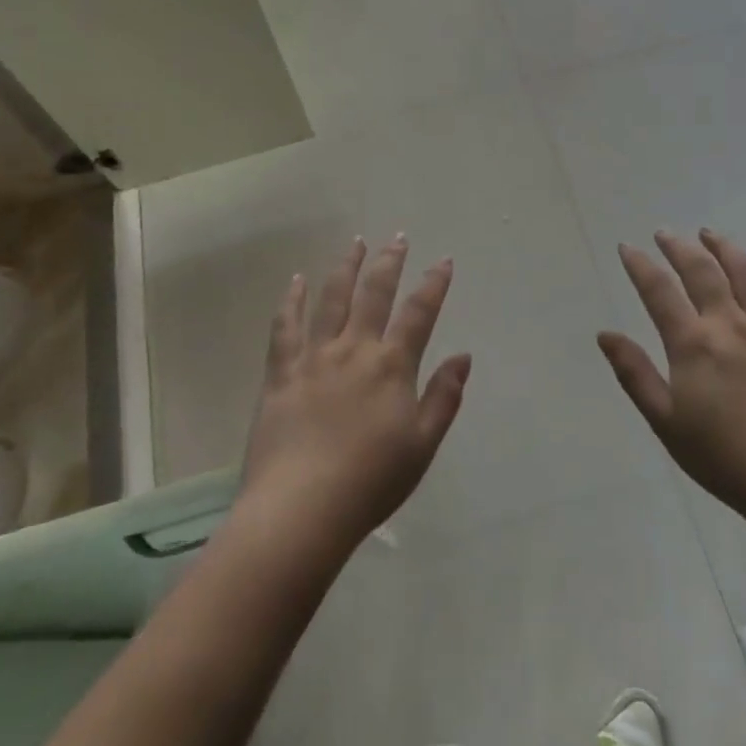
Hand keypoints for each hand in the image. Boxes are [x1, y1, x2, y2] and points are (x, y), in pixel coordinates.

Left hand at [239, 235, 469, 556]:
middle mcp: (354, 350)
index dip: (433, 284)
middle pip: (375, 294)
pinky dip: (291, 300)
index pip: (419, 313)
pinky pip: (285, 326)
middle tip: (398, 238)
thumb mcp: (422, 445)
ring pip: (332, 298)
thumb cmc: (370, 482)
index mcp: (392, 367)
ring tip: (356, 243)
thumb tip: (464, 355)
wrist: (301, 508)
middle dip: (390, 262)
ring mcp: (314, 357)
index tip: (443, 261)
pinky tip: (296, 281)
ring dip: (346, 267)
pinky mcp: (282, 372)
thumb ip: (444, 397)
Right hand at [598, 229, 745, 524]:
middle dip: (679, 247)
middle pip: (703, 271)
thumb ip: (635, 374)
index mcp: (693, 344)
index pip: (659, 292)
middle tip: (665, 233)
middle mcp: (731, 325)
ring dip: (725, 247)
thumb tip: (605, 334)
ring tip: (711, 235)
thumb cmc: (724, 457)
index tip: (628, 247)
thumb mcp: (665, 421)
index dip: (641, 266)